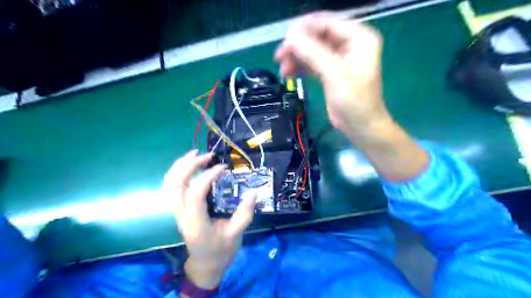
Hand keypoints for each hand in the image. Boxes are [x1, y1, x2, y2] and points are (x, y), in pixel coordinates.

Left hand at [162, 150, 257, 289]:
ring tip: (195, 153)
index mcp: (196, 223)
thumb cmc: (221, 251)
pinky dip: (177, 172)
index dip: (207, 177)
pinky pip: (171, 187)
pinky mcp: (178, 209)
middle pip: (175, 185)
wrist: (205, 264)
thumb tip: (253, 194)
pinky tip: (189, 165)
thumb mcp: (235, 236)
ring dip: (180, 166)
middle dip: (190, 166)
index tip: (223, 168)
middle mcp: (182, 215)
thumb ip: (244, 215)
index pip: (194, 194)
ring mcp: (177, 212)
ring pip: (169, 184)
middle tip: (208, 155)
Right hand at [276, 13, 390, 135]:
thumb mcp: (335, 74)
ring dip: (296, 58)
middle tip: (279, 56)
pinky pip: (312, 63)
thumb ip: (313, 53)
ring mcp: (339, 58)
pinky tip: (289, 73)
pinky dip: (300, 67)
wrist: (360, 126)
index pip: (327, 23)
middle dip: (298, 46)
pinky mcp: (330, 72)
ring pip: (312, 50)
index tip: (285, 39)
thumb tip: (290, 38)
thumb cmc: (354, 100)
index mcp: (358, 37)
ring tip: (283, 70)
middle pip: (317, 36)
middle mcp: (349, 44)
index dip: (304, 29)